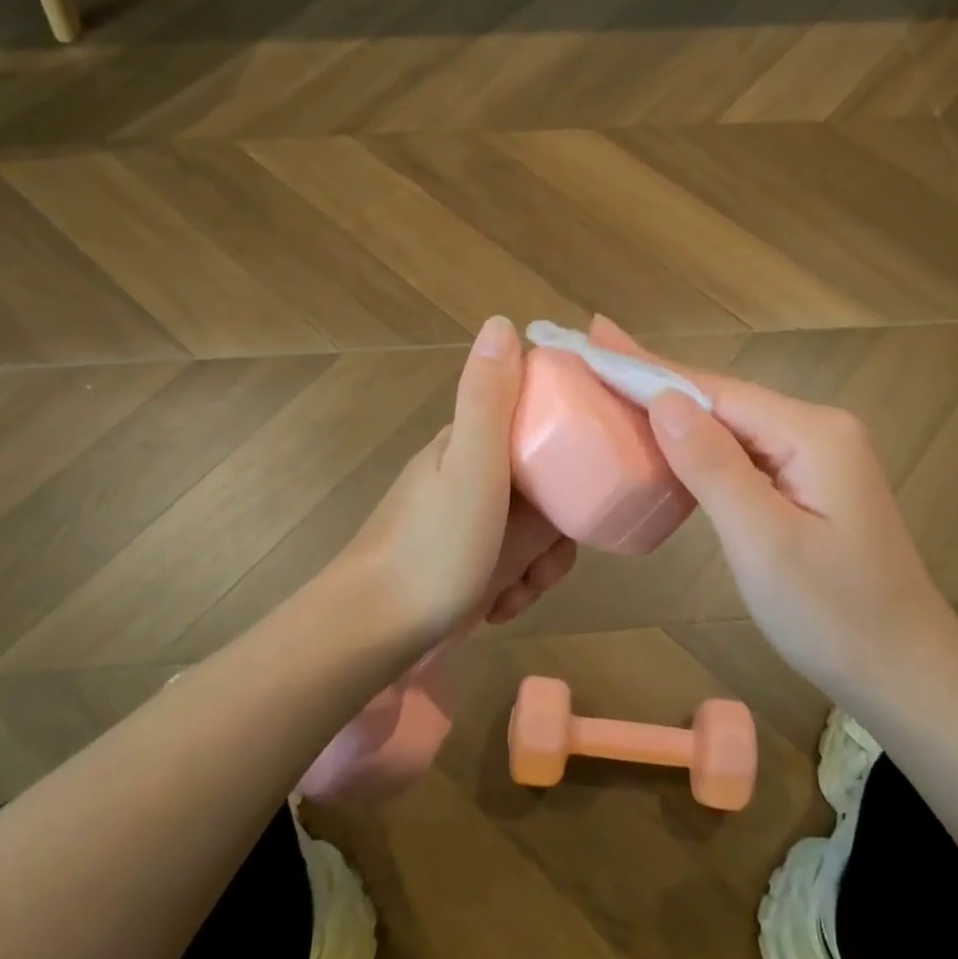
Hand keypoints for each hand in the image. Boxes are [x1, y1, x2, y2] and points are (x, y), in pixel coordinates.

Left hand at [340, 316, 576, 644]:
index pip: (539, 421)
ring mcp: (464, 522)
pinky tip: (501, 606)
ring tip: (522, 589)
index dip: (569, 445)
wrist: (370, 635)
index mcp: (470, 442)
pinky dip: (515, 586)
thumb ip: (488, 398)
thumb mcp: (472, 466)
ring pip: (533, 530)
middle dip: (557, 526)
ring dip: (539, 563)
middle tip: (550, 554)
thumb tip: (501, 322)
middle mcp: (468, 475)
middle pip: (544, 484)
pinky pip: (511, 563)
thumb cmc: (433, 548)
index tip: (587, 478)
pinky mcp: (463, 563)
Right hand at [588, 317, 957, 692]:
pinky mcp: (809, 482)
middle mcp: (817, 429)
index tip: (597, 340)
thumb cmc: (833, 616)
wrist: (906, 675)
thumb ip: (713, 466)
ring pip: (730, 424)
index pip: (715, 390)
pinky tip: (666, 437)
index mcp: (812, 433)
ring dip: (673, 409)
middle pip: (722, 399)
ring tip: (616, 383)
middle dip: (656, 379)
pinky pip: (743, 452)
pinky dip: (698, 444)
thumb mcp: (764, 543)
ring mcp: (816, 456)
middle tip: (595, 351)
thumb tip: (664, 400)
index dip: (650, 369)